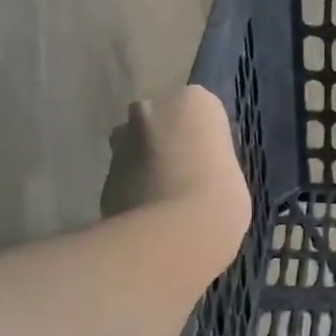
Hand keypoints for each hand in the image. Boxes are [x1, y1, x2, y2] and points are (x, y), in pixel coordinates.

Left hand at [101, 86, 251, 256]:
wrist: (176, 234)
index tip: (211, 161)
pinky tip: (148, 214)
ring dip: (145, 163)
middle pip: (160, 120)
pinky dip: (132, 189)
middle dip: (167, 140)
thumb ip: (210, 159)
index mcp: (194, 102)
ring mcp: (123, 141)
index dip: (204, 137)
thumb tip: (198, 169)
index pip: (200, 109)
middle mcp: (153, 109)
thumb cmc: (221, 197)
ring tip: (165, 197)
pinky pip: (124, 177)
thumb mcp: (232, 171)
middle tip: (185, 175)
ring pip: (135, 146)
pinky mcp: (104, 174)